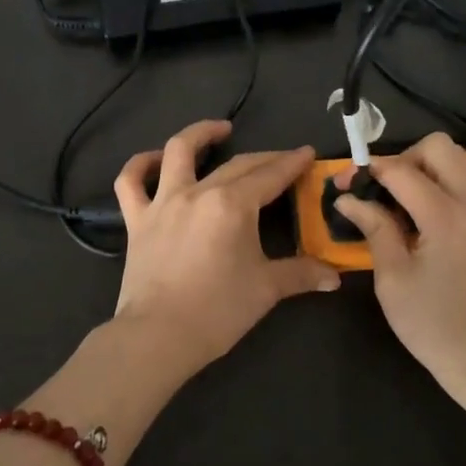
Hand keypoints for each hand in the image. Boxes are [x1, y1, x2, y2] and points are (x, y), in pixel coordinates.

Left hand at [112, 120, 338, 378]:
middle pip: (237, 164)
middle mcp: (198, 192)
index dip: (292, 163)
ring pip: (177, 152)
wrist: (158, 336)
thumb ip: (301, 274)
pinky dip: (140, 164)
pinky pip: (131, 182)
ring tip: (219, 130)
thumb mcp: (266, 289)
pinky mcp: (137, 220)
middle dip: (265, 158)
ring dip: (200, 134)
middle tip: (283, 159)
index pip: (270, 176)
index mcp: (233, 205)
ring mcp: (163, 202)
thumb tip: (335, 276)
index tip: (307, 152)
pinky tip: (155, 158)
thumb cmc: (217, 311)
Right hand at [334, 133, 465, 395]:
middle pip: (439, 147)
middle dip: (403, 158)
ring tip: (398, 203)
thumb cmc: (434, 325)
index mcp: (445, 215)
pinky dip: (439, 185)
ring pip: (455, 161)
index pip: (401, 169)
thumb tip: (348, 199)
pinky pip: (464, 184)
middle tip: (381, 189)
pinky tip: (419, 218)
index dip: (367, 170)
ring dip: (423, 169)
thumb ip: (374, 228)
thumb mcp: (393, 279)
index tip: (342, 185)